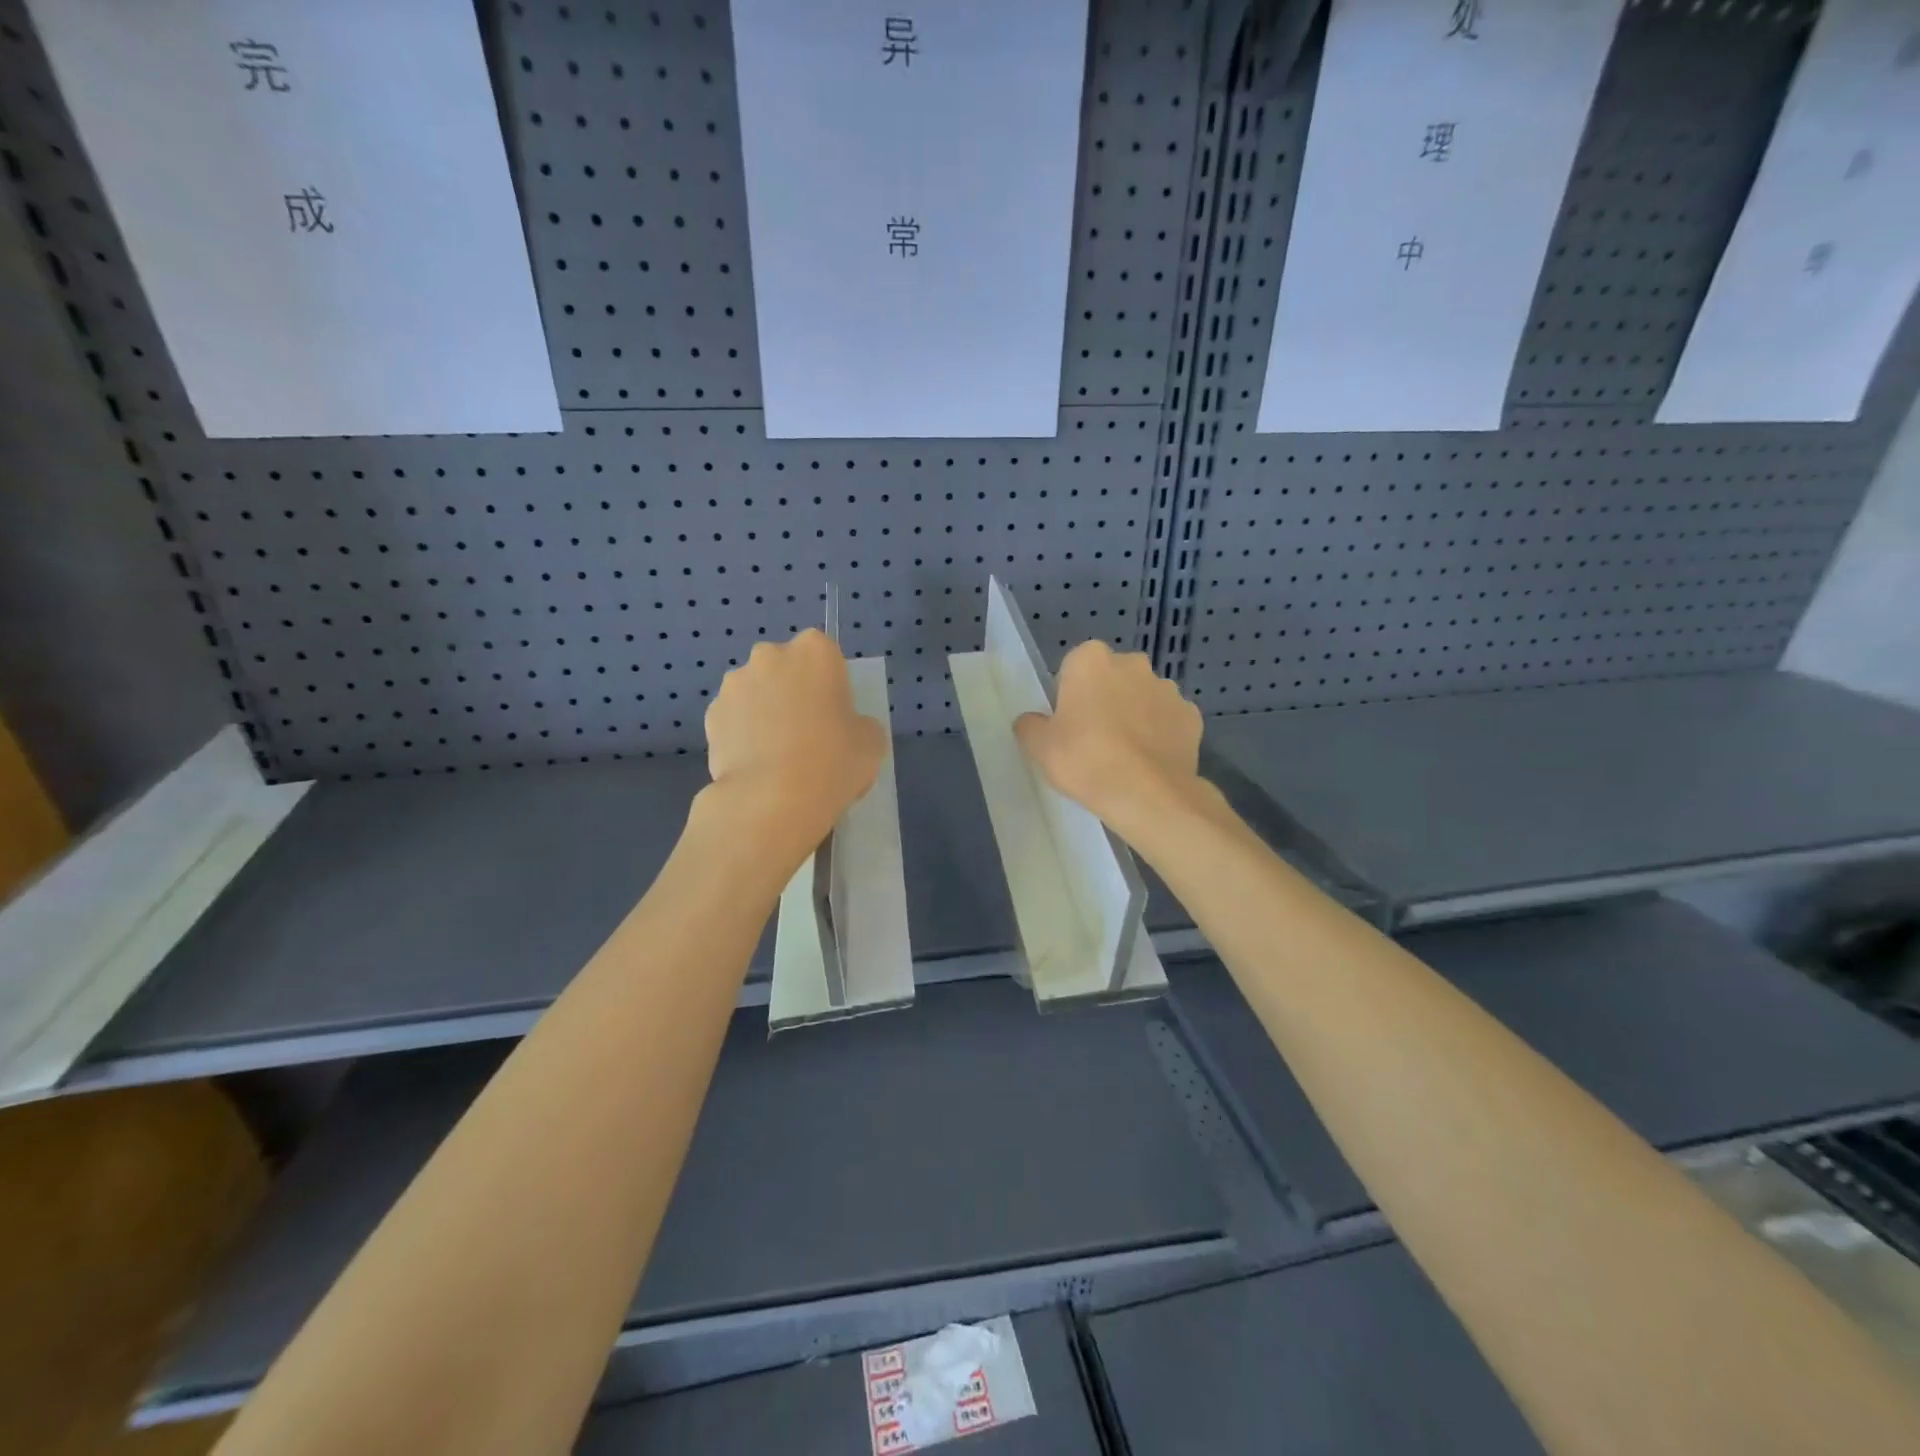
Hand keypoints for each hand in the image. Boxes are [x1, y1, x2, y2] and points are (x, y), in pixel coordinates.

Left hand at [703, 631, 886, 860]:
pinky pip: (734, 719)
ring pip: (756, 692)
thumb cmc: (833, 761)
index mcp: (815, 651)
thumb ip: (859, 723)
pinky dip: (742, 735)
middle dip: (793, 691)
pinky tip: (756, 766)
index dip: (830, 684)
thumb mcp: (871, 742)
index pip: (826, 654)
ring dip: (764, 712)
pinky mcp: (710, 715)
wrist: (772, 799)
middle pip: (785, 668)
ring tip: (778, 755)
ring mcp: (734, 684)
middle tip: (808, 733)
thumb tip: (845, 728)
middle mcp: (770, 656)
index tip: (834, 712)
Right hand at [1013, 641, 1209, 845]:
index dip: (1068, 696)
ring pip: (1142, 698)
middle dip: (1104, 700)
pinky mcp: (1192, 716)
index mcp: (1091, 659)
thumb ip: (1030, 726)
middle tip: (1092, 740)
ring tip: (1124, 756)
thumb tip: (1033, 722)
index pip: (1073, 668)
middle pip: (1111, 679)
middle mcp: (1133, 664)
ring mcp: (1168, 689)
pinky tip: (1149, 763)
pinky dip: (1160, 735)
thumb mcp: (1038, 746)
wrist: (1146, 794)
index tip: (1067, 725)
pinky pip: (1168, 721)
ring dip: (1134, 716)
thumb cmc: (1084, 759)